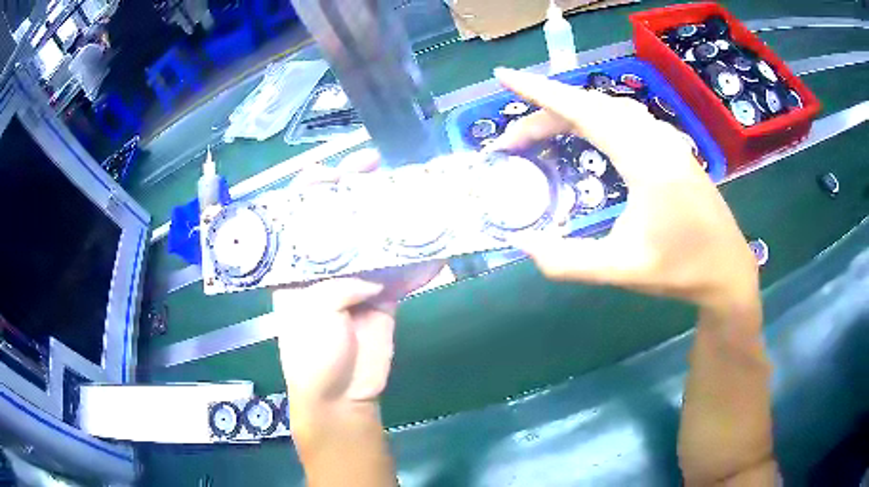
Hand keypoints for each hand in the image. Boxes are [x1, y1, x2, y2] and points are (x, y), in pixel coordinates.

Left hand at [274, 149, 443, 406]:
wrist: (342, 393)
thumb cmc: (311, 353)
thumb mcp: (312, 312)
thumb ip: (339, 283)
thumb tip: (373, 271)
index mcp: (295, 265)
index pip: (299, 216)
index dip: (313, 189)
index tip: (335, 171)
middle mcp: (325, 265)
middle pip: (341, 219)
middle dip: (357, 192)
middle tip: (377, 167)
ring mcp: (357, 278)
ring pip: (376, 240)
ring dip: (394, 221)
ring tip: (412, 195)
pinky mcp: (384, 295)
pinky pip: (403, 274)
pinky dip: (420, 265)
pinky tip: (436, 252)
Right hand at [492, 68, 758, 311]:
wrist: (728, 269)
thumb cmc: (680, 270)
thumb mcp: (621, 270)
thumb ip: (568, 261)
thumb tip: (522, 245)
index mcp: (645, 160)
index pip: (583, 110)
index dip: (540, 91)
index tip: (504, 76)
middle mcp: (655, 138)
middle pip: (591, 106)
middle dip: (544, 114)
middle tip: (511, 142)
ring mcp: (666, 139)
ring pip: (608, 109)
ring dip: (569, 114)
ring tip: (539, 134)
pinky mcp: (670, 147)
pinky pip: (624, 118)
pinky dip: (592, 117)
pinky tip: (584, 132)